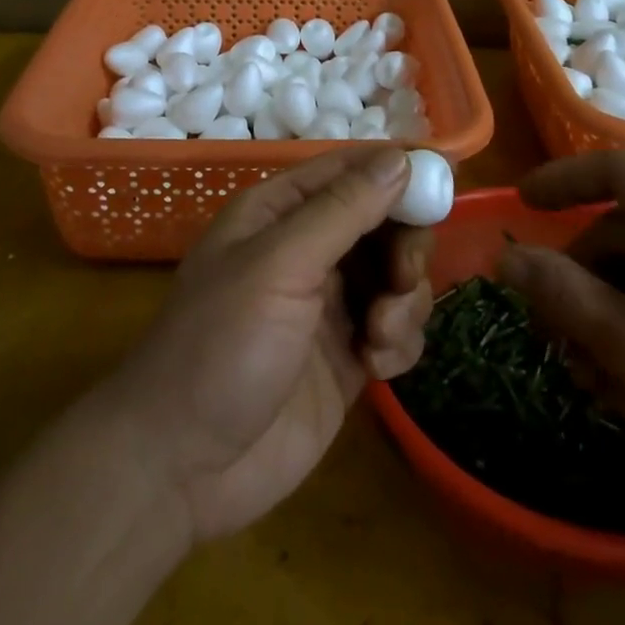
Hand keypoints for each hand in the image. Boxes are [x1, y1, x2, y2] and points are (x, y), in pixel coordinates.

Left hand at [92, 146, 433, 543]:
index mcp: (282, 212)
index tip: (443, 187)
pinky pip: (397, 330)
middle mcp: (309, 249)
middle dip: (404, 248)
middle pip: (384, 223)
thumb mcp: (280, 265)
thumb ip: (343, 210)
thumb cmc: (222, 344)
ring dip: (405, 301)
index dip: (397, 173)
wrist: (182, 467)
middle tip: (403, 279)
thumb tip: (402, 157)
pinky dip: (399, 342)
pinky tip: (377, 367)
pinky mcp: (348, 358)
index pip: (352, 171)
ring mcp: (331, 305)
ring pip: (398, 277)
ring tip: (379, 335)